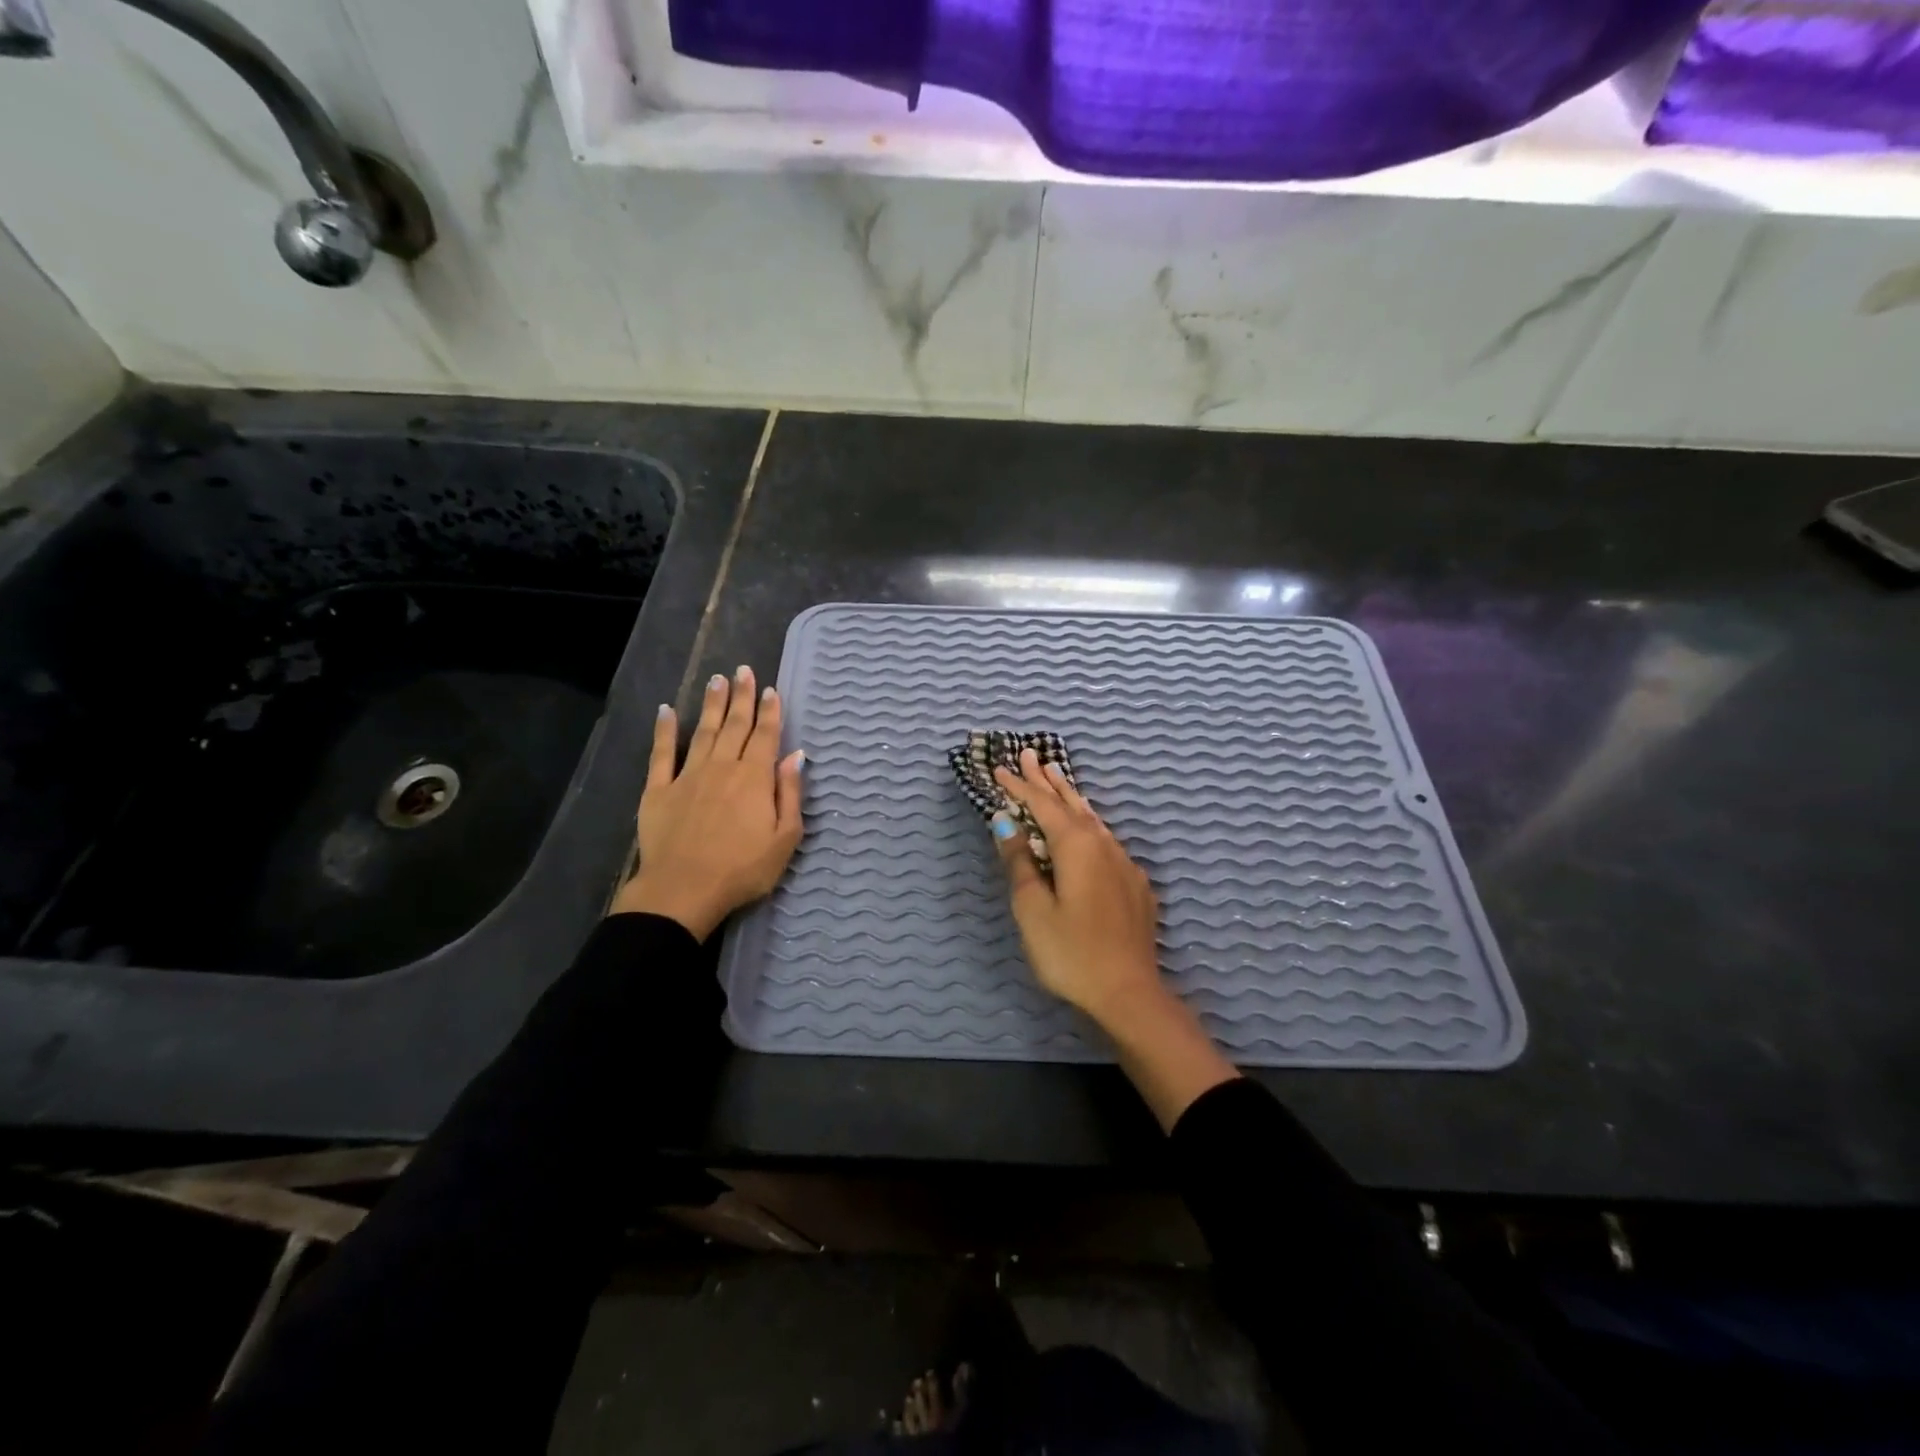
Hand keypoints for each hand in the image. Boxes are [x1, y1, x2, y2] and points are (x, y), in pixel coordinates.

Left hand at [610, 665, 804, 939]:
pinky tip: (666, 710)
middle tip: (742, 671)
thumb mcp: (784, 838)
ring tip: (716, 680)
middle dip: (741, 697)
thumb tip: (796, 756)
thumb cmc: (742, 869)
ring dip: (712, 704)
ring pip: (704, 731)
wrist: (683, 890)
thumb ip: (790, 793)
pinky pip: (662, 753)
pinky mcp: (658, 790)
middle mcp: (723, 767)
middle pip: (735, 725)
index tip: (771, 690)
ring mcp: (688, 775)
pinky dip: (665, 730)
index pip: (765, 736)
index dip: (770, 711)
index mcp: (755, 778)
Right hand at [993, 749, 1238, 1129]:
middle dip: (1048, 780)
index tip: (1000, 768)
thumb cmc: (1070, 952)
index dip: (1020, 786)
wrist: (1129, 992)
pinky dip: (1089, 824)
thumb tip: (1006, 823)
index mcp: (1076, 846)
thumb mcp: (1032, 908)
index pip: (1042, 805)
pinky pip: (1106, 841)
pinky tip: (1088, 829)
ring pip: (1092, 819)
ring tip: (1057, 778)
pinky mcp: (1135, 884)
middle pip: (1071, 803)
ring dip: (1071, 797)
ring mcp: (1124, 864)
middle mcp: (1104, 845)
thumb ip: (1020, 862)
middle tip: (1032, 755)